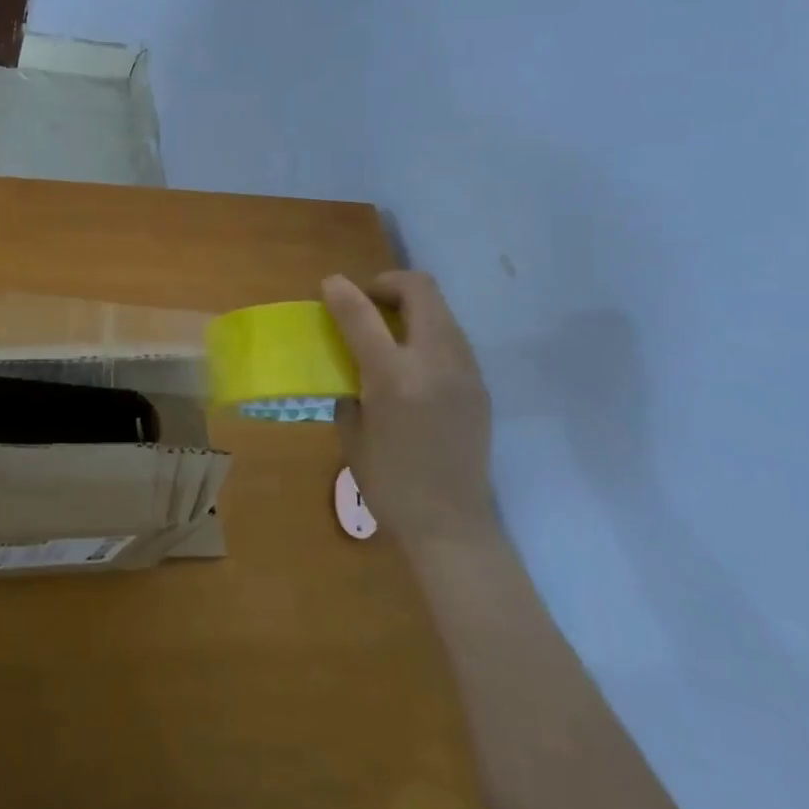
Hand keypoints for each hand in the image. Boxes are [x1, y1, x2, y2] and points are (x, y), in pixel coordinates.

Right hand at [321, 271, 496, 543]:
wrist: (451, 524)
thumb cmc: (388, 482)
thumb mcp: (352, 430)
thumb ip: (350, 382)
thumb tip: (351, 358)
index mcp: (394, 378)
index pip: (363, 314)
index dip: (341, 292)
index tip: (329, 286)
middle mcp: (434, 363)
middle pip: (419, 289)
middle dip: (387, 284)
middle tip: (367, 305)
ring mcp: (464, 370)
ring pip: (440, 308)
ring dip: (410, 306)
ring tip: (388, 333)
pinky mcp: (479, 383)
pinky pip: (451, 336)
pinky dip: (427, 332)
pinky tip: (412, 363)